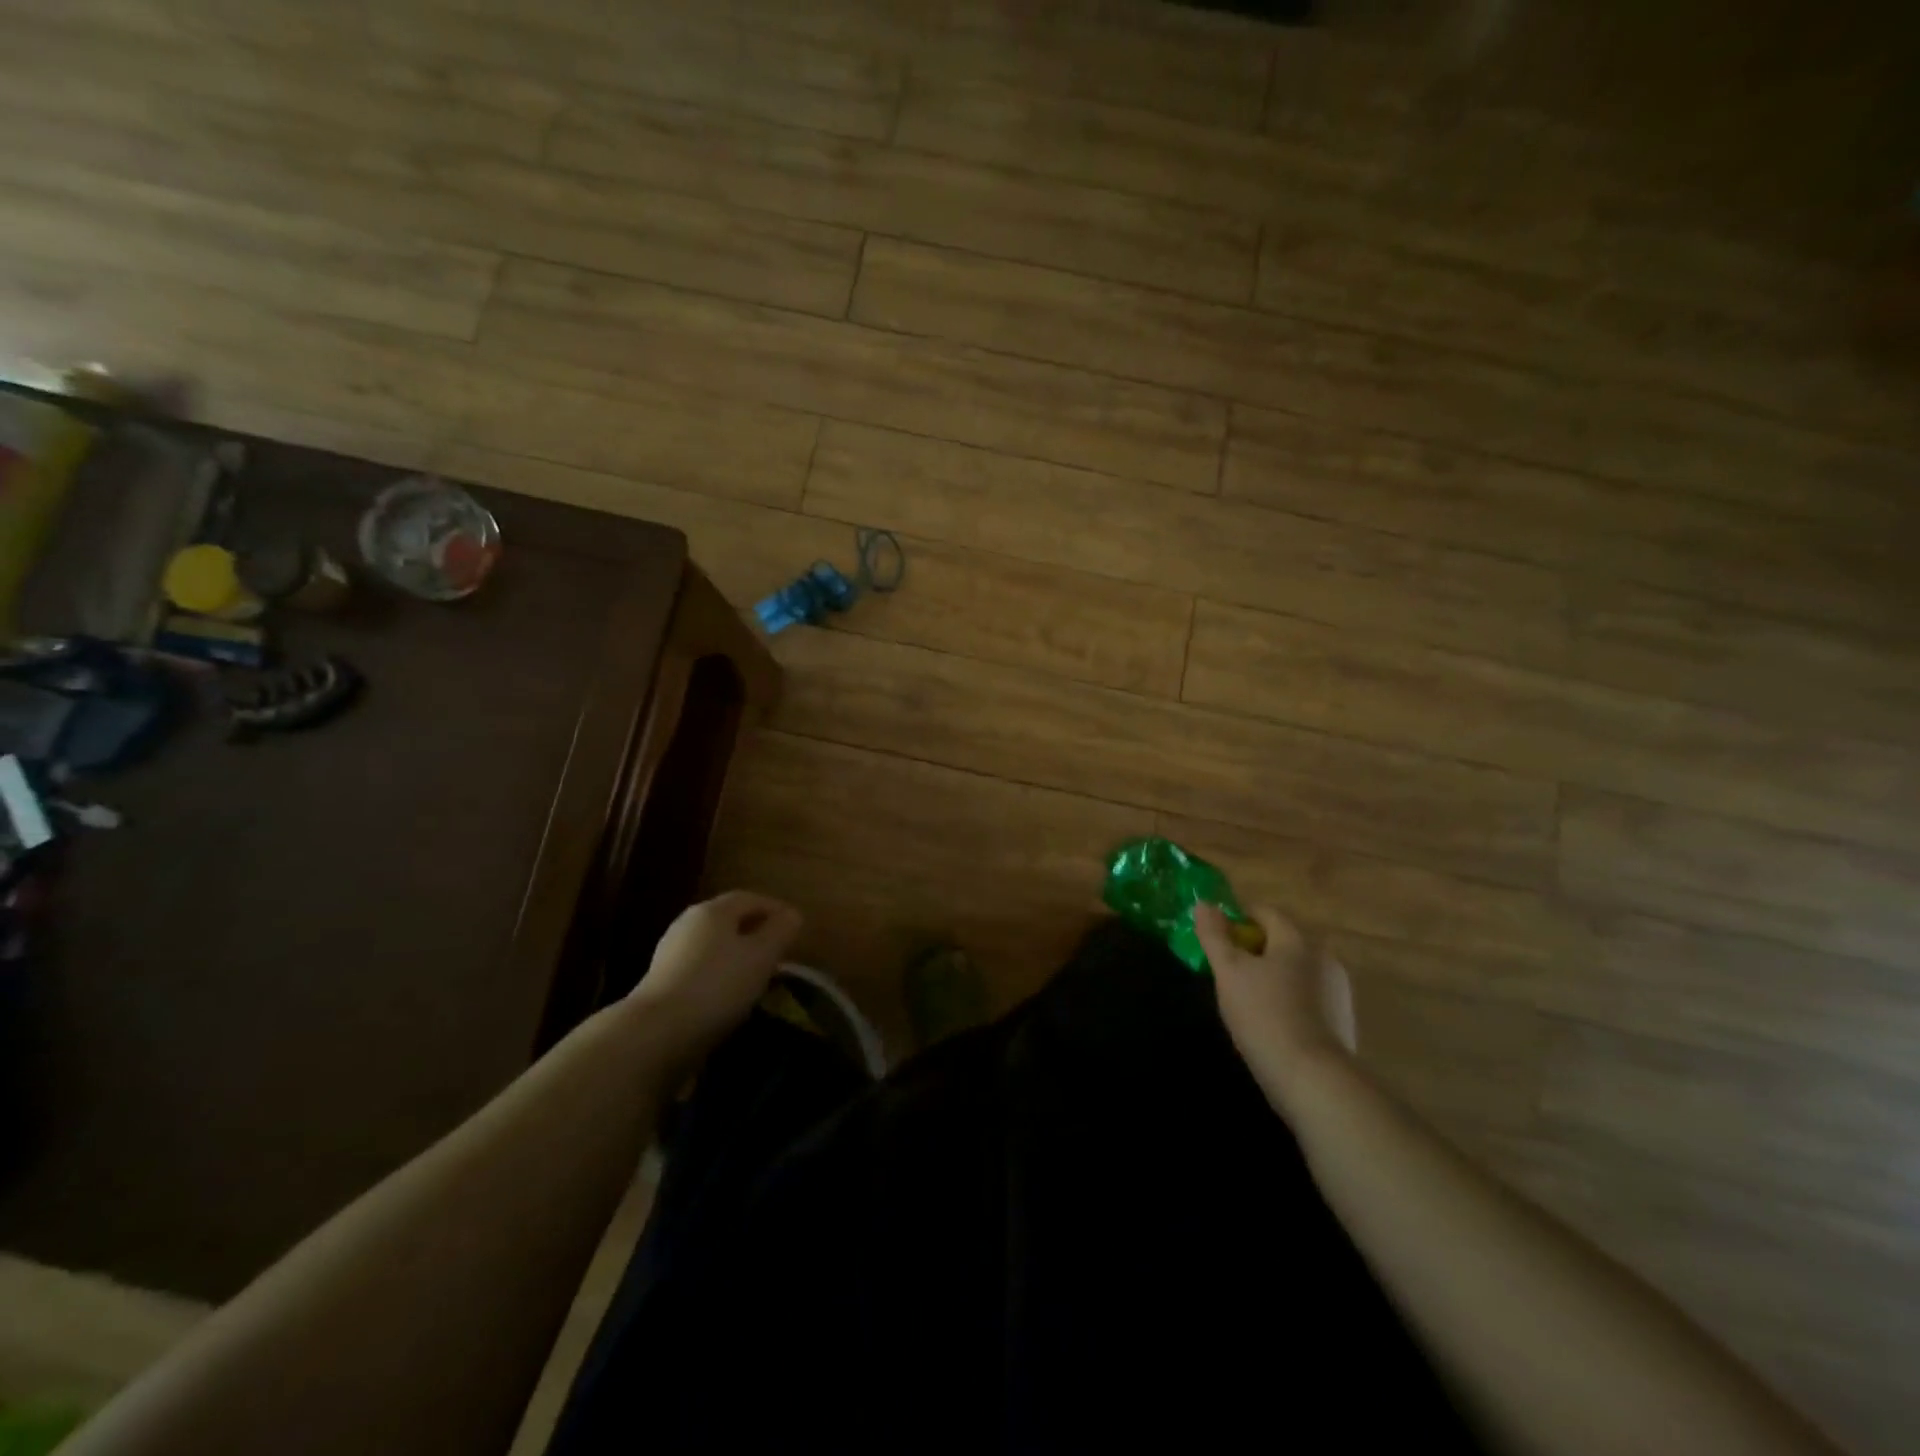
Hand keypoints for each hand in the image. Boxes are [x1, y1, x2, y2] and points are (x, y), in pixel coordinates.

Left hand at [628, 891, 801, 1057]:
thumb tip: (792, 915)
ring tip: (757, 976)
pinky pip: (699, 969)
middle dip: (754, 931)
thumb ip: (781, 931)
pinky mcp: (660, 983)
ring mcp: (670, 953)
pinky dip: (718, 975)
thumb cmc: (718, 986)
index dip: (775, 908)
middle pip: (728, 920)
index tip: (794, 926)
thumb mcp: (762, 956)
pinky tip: (729, 995)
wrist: (656, 1034)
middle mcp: (688, 923)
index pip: (750, 898)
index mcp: (713, 910)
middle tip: (778, 950)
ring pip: (712, 945)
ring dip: (736, 955)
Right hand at [1194, 902, 1355, 1109]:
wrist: (1313, 1078)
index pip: (1264, 912)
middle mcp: (1323, 956)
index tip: (1217, 939)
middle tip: (1228, 973)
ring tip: (1248, 1002)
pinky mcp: (1343, 1020)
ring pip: (1296, 970)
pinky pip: (1309, 997)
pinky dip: (1290, 1001)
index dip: (1237, 919)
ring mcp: (1338, 989)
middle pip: (1282, 941)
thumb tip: (1204, 903)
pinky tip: (1274, 1024)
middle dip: (1254, 951)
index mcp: (1297, 939)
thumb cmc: (1264, 1015)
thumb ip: (1214, 935)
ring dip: (1273, 976)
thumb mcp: (1228, 971)